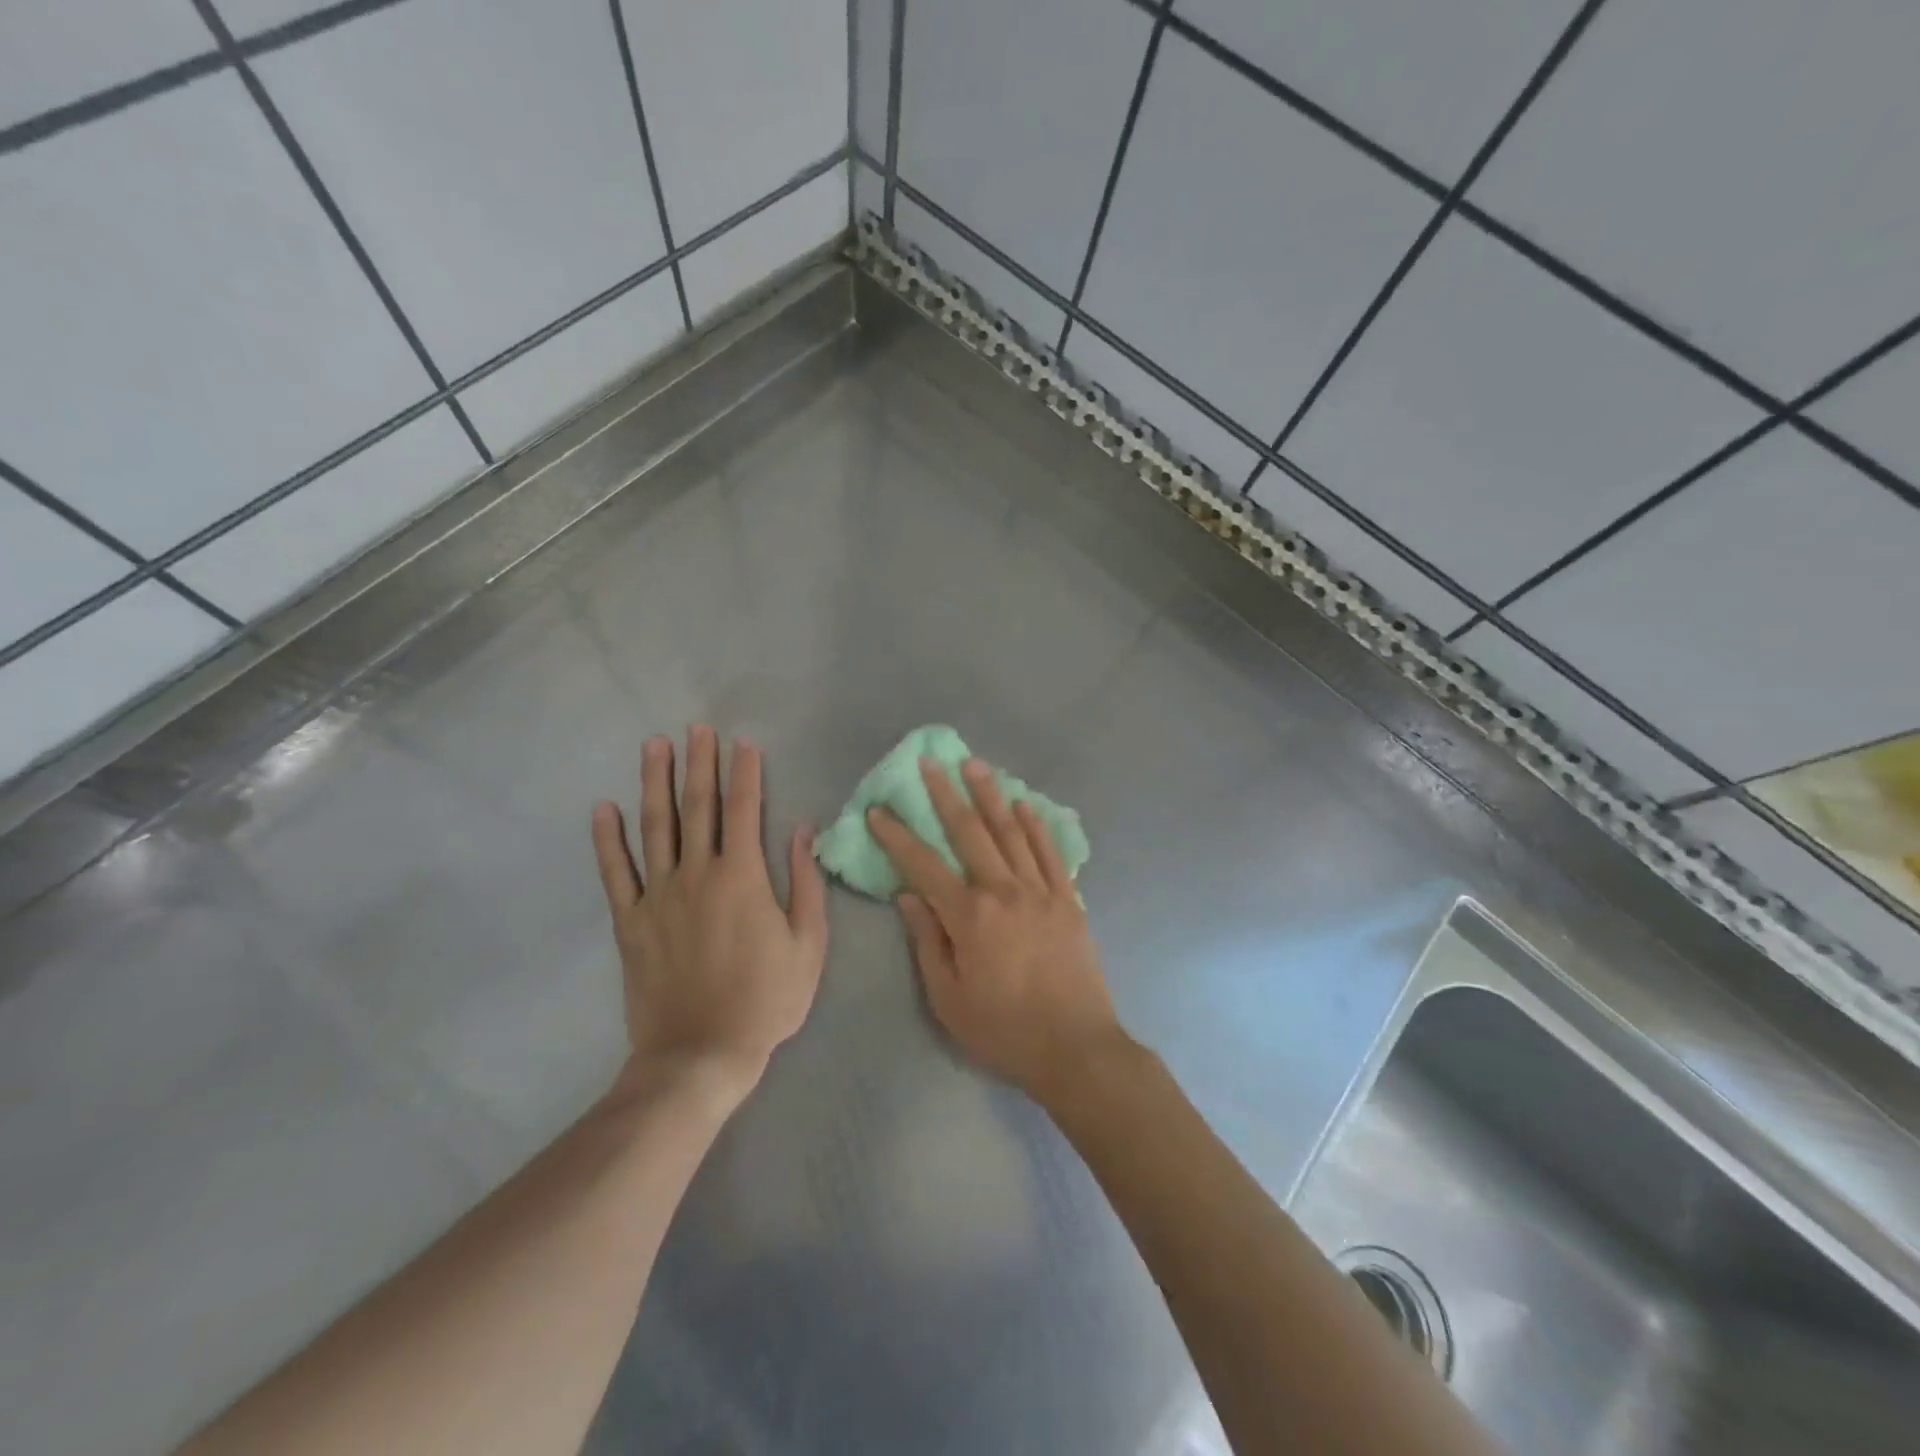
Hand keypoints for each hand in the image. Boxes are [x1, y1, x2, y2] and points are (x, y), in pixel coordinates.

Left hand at [591, 726, 827, 1102]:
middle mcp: (697, 874)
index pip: (745, 810)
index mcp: (743, 877)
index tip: (743, 742)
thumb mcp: (808, 944)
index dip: (744, 773)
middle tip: (696, 728)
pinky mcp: (630, 921)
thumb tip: (803, 831)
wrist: (701, 1054)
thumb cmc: (766, 1000)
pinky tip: (604, 808)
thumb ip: (807, 884)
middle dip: (698, 764)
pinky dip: (608, 839)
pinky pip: (615, 873)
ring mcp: (658, 896)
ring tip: (654, 746)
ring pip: (655, 827)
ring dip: (654, 783)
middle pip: (697, 806)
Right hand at [869, 757, 1124, 1104]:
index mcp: (970, 916)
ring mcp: (1041, 891)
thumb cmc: (1004, 1030)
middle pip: (971, 832)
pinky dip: (1036, 825)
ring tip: (975, 765)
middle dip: (946, 795)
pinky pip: (1050, 853)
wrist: (1076, 1049)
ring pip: (1011, 832)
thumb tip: (908, 896)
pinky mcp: (1069, 900)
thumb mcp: (949, 998)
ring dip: (990, 795)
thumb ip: (927, 942)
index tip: (879, 810)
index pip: (924, 866)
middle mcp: (1005, 891)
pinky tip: (1024, 804)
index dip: (897, 836)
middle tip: (930, 762)